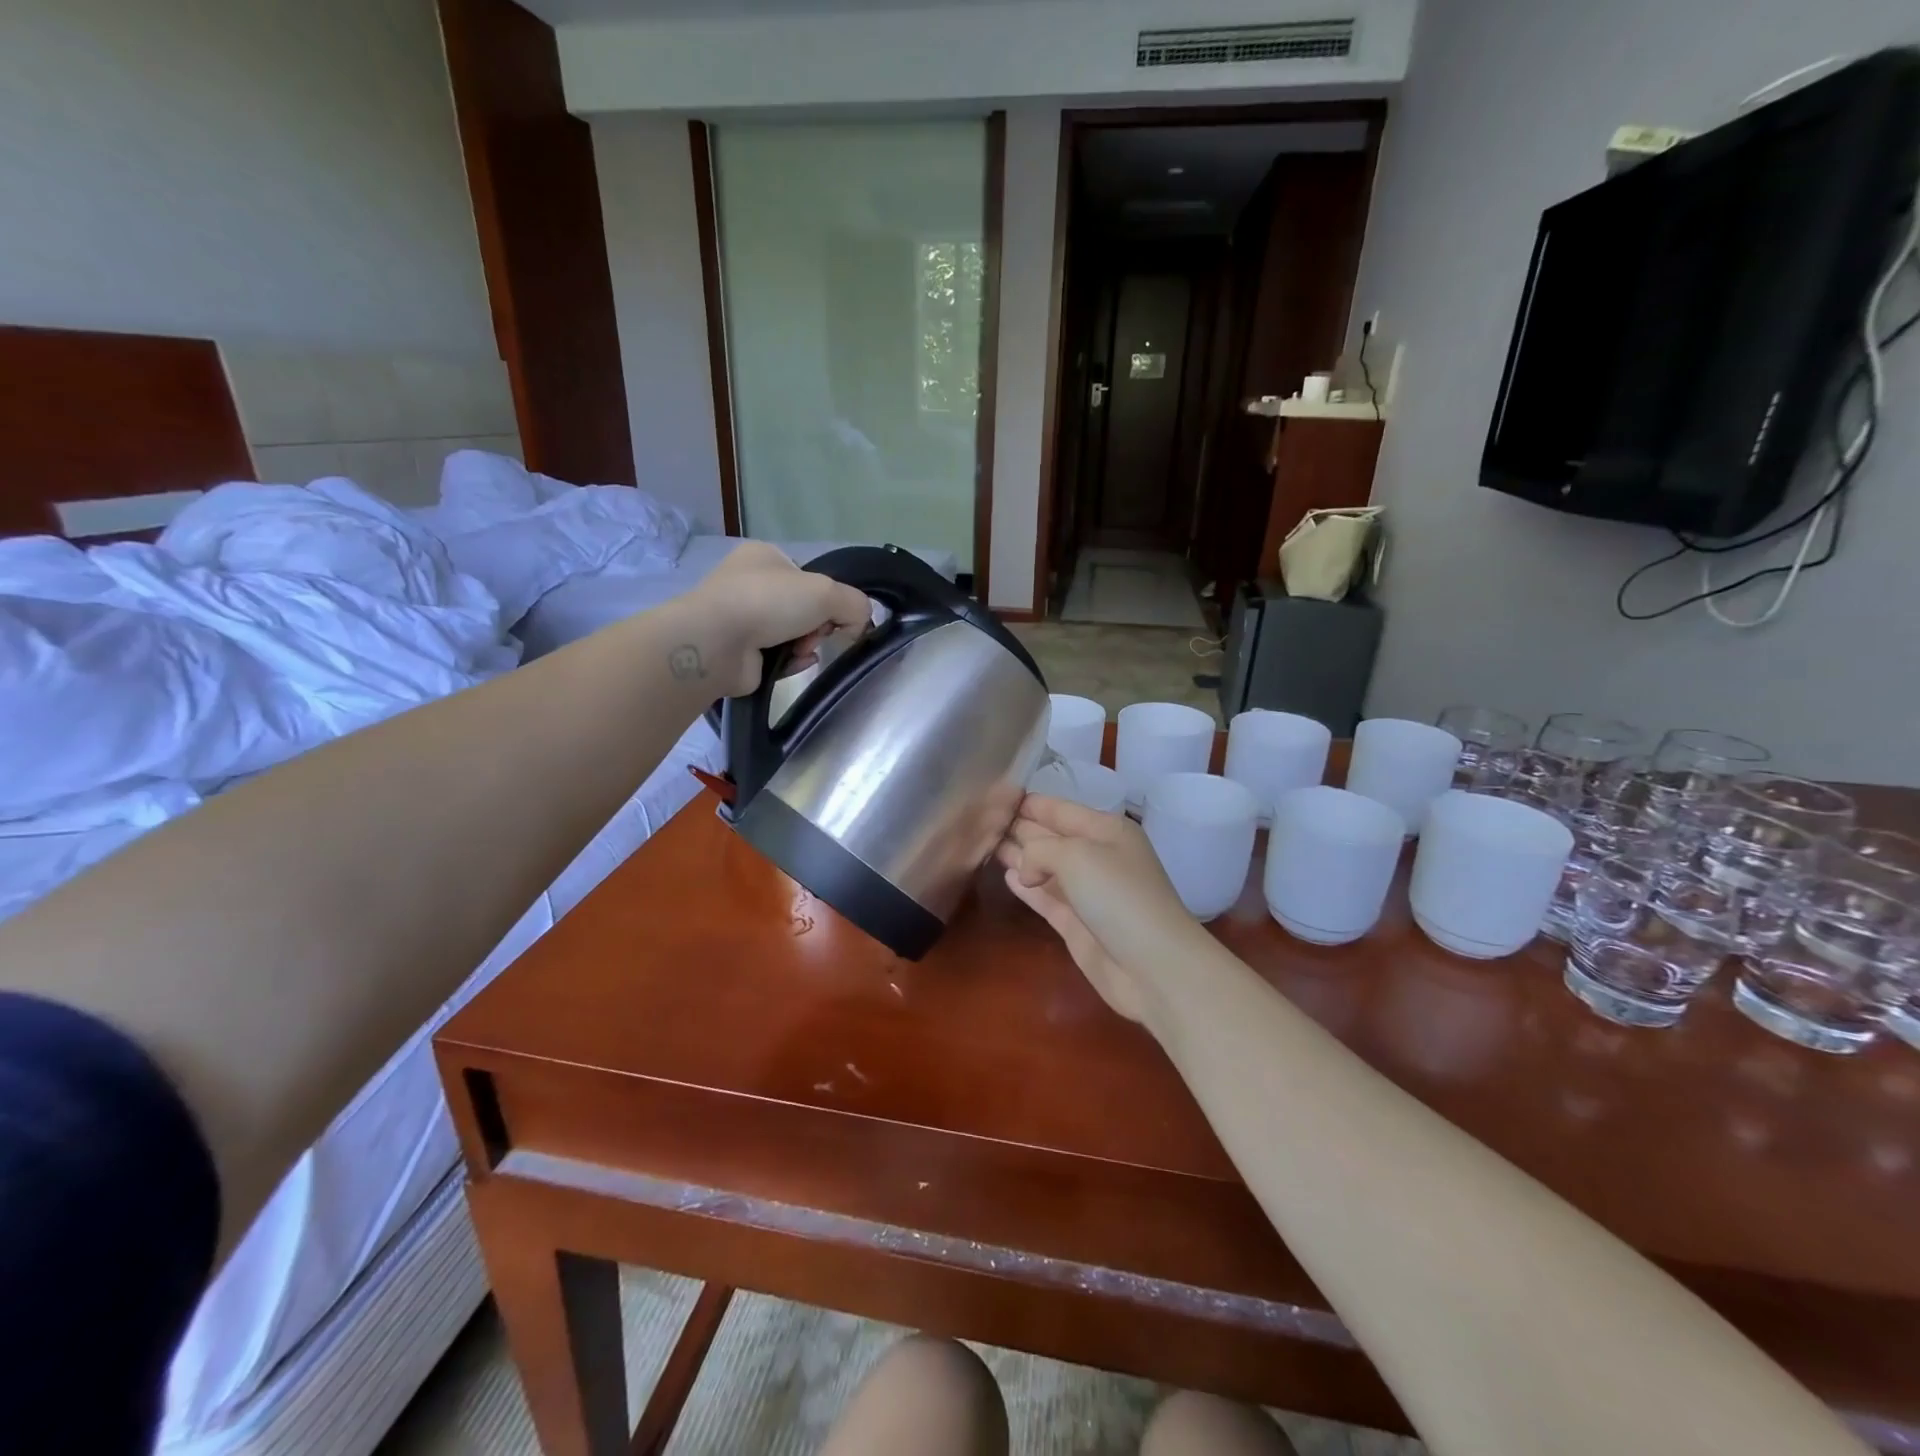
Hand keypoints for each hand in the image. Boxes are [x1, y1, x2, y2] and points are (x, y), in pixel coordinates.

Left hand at [681, 543, 871, 696]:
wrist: (716, 643)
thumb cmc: (768, 602)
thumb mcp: (827, 592)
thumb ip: (855, 604)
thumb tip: (859, 624)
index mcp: (765, 557)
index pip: (809, 577)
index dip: (829, 597)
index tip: (836, 613)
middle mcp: (749, 584)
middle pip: (804, 608)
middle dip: (818, 625)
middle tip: (817, 633)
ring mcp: (741, 619)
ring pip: (793, 634)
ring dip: (807, 645)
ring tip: (802, 651)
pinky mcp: (739, 652)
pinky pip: (779, 657)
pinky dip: (791, 661)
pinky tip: (793, 664)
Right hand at [996, 795, 1205, 1022]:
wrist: (1154, 966)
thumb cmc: (1119, 896)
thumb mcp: (1077, 855)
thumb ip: (1039, 850)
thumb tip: (1023, 872)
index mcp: (1106, 831)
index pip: (1060, 809)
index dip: (1030, 803)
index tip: (995, 796)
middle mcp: (1097, 857)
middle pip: (1051, 837)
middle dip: (1020, 827)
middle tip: (982, 821)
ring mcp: (1087, 893)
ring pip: (1045, 867)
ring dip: (1019, 856)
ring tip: (985, 844)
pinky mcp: (1077, 925)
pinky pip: (1046, 898)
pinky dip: (1027, 887)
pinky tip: (1007, 876)